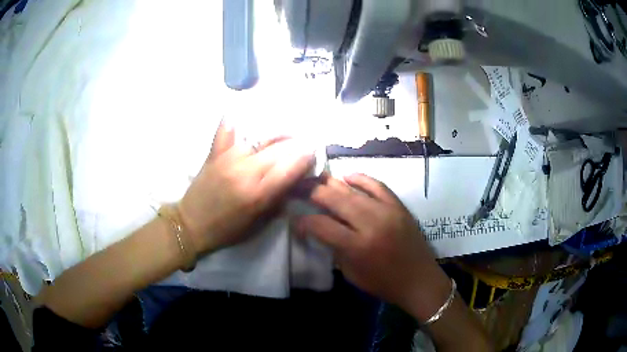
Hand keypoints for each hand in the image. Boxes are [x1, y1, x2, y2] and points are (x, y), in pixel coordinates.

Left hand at [179, 121, 314, 254]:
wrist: (191, 225)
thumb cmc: (226, 230)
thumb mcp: (257, 224)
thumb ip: (277, 201)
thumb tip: (294, 183)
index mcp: (258, 194)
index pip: (290, 169)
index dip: (306, 158)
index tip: (314, 152)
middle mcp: (246, 171)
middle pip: (278, 149)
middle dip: (296, 144)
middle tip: (303, 142)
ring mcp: (228, 158)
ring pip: (259, 137)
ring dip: (276, 134)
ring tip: (284, 133)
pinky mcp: (214, 153)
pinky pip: (226, 130)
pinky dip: (234, 120)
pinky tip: (242, 113)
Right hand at [296, 173, 451, 321]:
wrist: (420, 280)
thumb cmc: (384, 283)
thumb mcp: (352, 274)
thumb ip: (334, 249)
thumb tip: (319, 228)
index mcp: (357, 246)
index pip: (321, 225)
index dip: (303, 221)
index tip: (295, 220)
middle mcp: (371, 223)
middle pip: (334, 199)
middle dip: (311, 191)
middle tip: (298, 188)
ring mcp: (387, 211)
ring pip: (353, 189)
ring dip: (331, 182)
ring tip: (316, 179)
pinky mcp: (399, 206)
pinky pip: (377, 185)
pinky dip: (361, 178)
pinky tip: (347, 176)